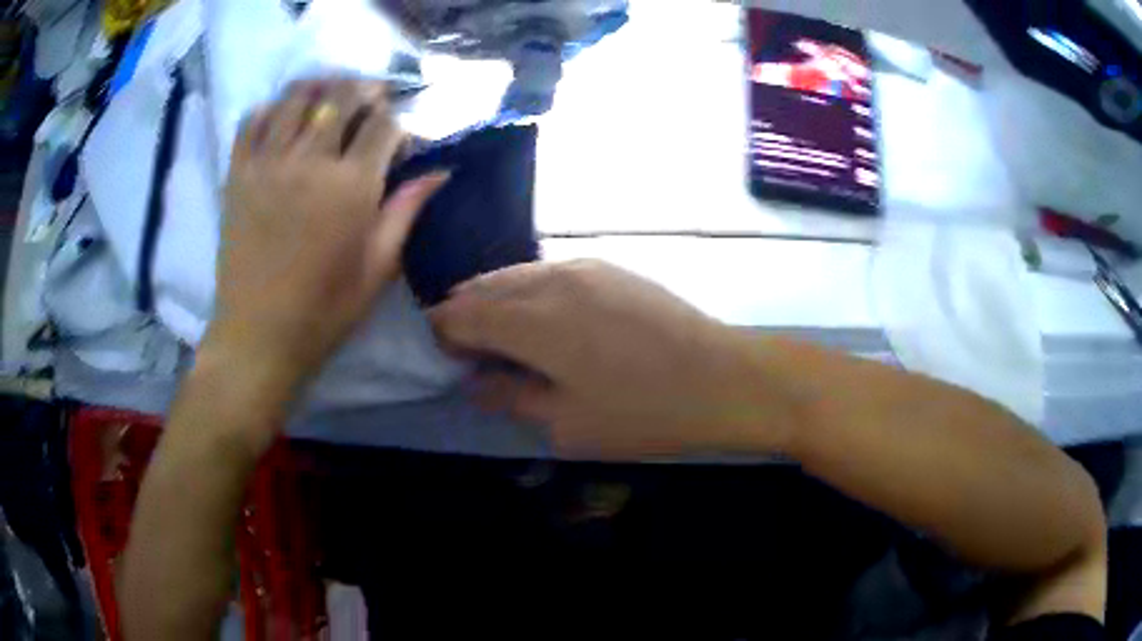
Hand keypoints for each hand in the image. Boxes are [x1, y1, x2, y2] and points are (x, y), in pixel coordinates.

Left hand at [205, 79, 447, 396]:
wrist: (257, 336)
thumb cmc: (324, 310)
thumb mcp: (378, 268)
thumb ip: (406, 211)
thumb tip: (441, 171)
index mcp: (351, 186)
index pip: (384, 123)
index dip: (397, 119)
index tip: (399, 135)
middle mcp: (310, 161)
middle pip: (341, 95)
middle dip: (363, 89)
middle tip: (370, 99)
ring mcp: (268, 163)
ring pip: (296, 96)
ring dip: (319, 88)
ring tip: (328, 97)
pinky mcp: (238, 174)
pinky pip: (251, 120)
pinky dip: (270, 108)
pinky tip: (281, 118)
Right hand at [430, 260, 790, 459]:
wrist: (723, 379)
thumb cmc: (642, 412)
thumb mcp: (566, 424)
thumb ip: (510, 396)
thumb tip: (474, 381)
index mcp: (530, 321)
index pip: (459, 315)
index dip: (442, 335)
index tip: (445, 360)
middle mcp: (548, 281)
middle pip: (482, 288)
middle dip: (464, 315)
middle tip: (468, 352)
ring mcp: (582, 267)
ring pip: (514, 275)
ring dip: (495, 301)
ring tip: (501, 337)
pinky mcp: (608, 267)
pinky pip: (547, 273)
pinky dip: (528, 292)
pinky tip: (542, 320)